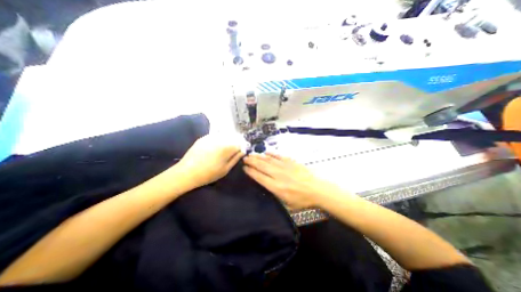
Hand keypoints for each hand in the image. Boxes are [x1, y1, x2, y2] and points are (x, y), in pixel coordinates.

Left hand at [176, 133, 244, 186]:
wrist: (187, 172)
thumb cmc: (208, 174)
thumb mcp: (225, 169)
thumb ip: (235, 158)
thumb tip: (242, 151)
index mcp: (226, 147)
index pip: (239, 144)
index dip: (241, 148)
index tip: (239, 153)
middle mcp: (220, 139)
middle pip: (232, 138)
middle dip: (234, 144)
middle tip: (231, 153)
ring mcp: (210, 137)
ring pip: (224, 136)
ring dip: (227, 141)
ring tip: (223, 151)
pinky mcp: (203, 138)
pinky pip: (215, 136)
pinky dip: (218, 140)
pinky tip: (214, 148)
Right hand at [244, 153, 330, 206]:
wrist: (317, 190)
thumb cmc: (302, 200)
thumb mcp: (287, 205)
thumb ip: (275, 195)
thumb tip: (266, 186)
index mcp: (276, 187)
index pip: (259, 177)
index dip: (251, 172)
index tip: (244, 168)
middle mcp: (278, 175)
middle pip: (262, 166)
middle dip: (252, 161)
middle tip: (245, 158)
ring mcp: (285, 167)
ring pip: (268, 160)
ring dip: (259, 157)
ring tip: (252, 154)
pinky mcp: (291, 162)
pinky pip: (279, 156)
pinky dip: (272, 154)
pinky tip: (266, 152)